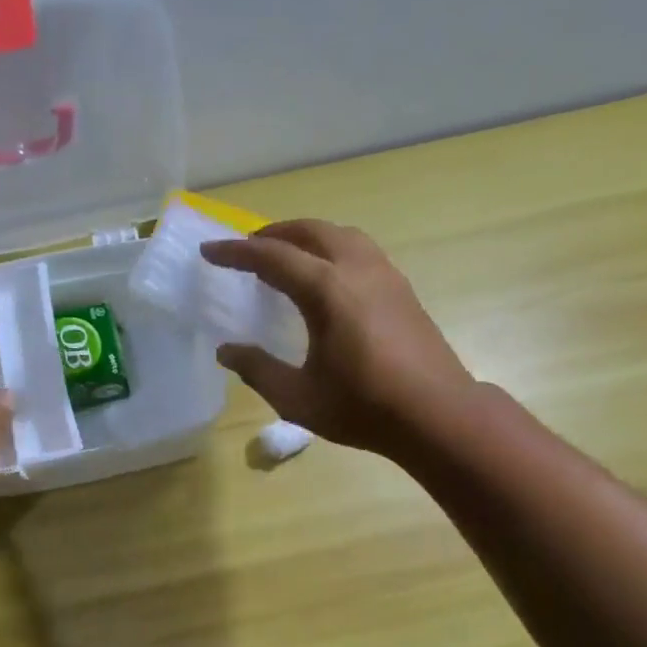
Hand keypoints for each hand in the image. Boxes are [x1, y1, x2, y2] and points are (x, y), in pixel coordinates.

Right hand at [201, 220, 474, 457]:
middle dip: (273, 233)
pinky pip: (360, 250)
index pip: (272, 257)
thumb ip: (258, 370)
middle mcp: (357, 270)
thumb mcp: (298, 398)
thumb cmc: (363, 408)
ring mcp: (385, 275)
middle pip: (310, 231)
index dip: (236, 253)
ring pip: (341, 235)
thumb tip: (225, 351)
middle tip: (247, 247)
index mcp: (327, 291)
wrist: (437, 414)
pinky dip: (332, 249)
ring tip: (286, 255)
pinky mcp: (402, 289)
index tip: (209, 251)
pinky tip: (328, 277)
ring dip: (307, 236)